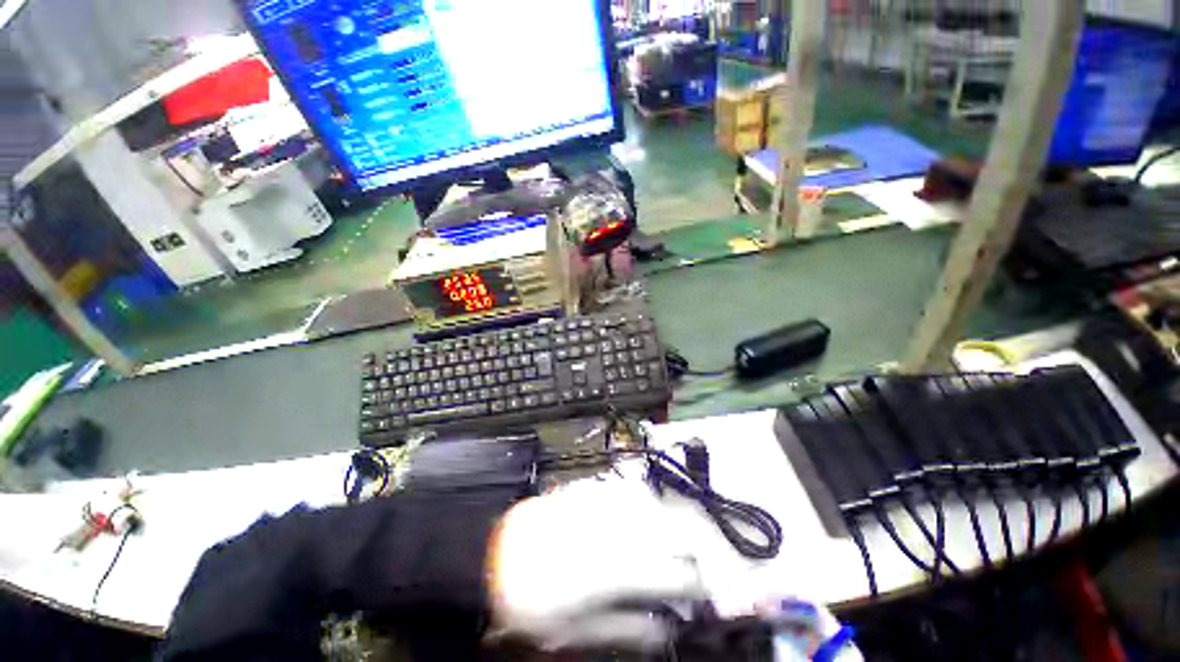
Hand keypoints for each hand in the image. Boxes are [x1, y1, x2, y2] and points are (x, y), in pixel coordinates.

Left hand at [487, 471, 704, 650]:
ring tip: (684, 544)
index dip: (704, 585)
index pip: (679, 572)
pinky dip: (655, 506)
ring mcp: (609, 501)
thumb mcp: (579, 632)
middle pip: (680, 526)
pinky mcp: (597, 488)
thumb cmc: (535, 600)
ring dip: (681, 523)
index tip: (713, 595)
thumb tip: (668, 627)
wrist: (498, 551)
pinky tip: (654, 518)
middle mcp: (620, 526)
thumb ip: (630, 629)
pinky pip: (637, 490)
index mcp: (619, 568)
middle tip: (706, 566)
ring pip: (662, 503)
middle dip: (703, 546)